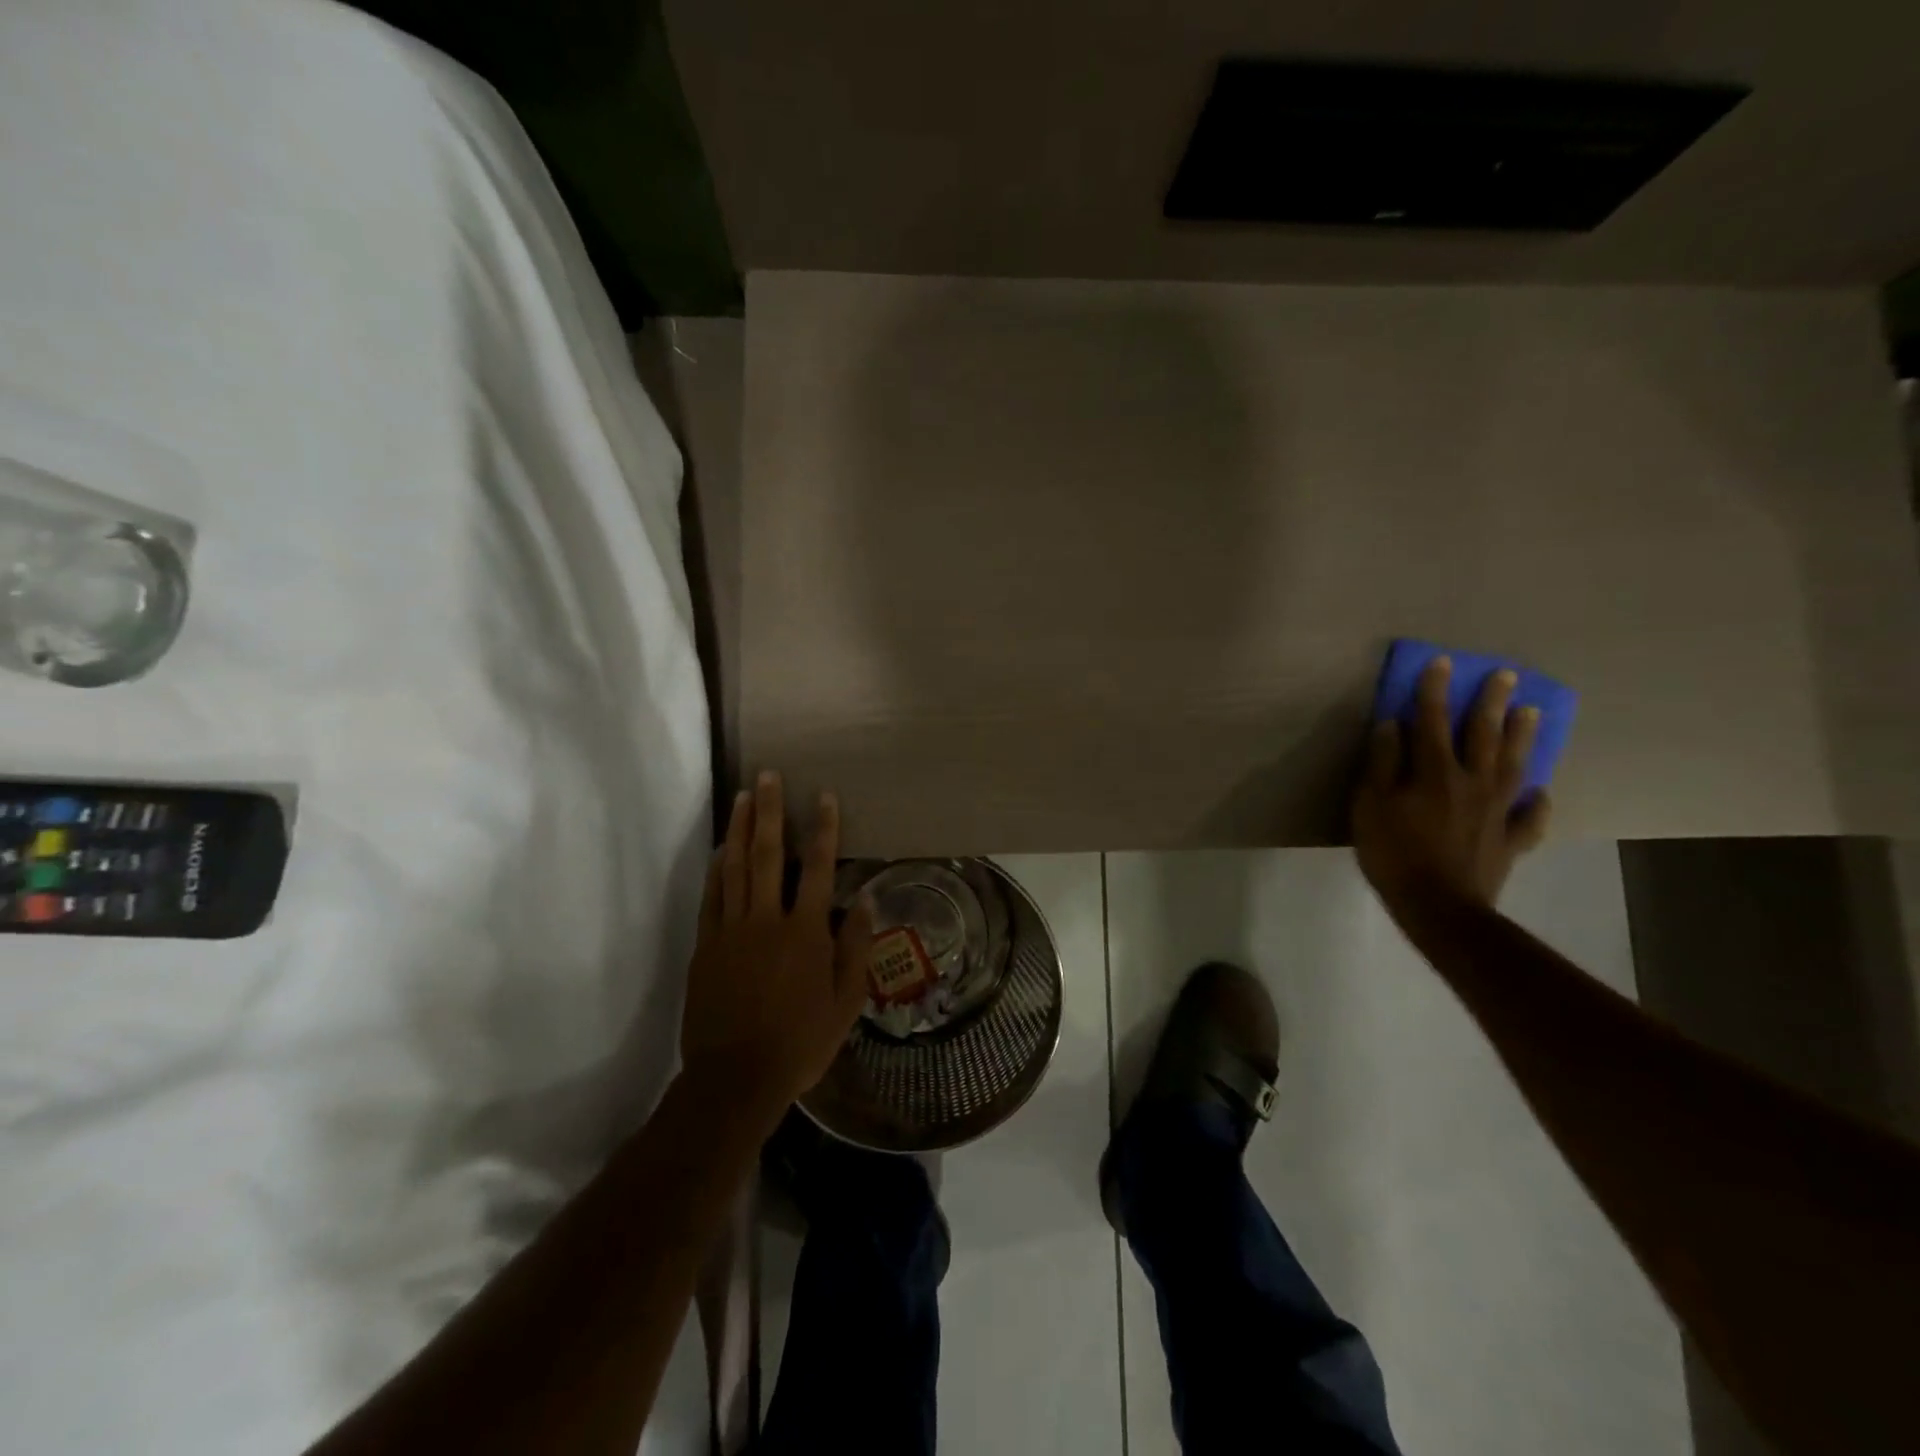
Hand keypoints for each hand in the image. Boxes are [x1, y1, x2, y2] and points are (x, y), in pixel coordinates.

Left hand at [681, 772, 874, 1125]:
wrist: (736, 1078)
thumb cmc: (801, 1042)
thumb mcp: (847, 1002)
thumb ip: (855, 947)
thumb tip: (864, 900)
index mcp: (806, 933)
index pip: (819, 868)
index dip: (824, 829)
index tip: (823, 796)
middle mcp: (768, 921)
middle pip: (770, 855)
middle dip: (771, 812)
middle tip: (767, 776)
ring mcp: (732, 931)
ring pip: (736, 868)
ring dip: (742, 829)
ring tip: (744, 796)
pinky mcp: (706, 946)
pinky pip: (712, 896)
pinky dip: (718, 868)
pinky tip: (723, 847)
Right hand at [1352, 656, 1550, 920]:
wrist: (1438, 906)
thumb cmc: (1393, 852)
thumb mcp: (1370, 804)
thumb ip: (1382, 763)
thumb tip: (1393, 725)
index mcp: (1435, 771)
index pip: (1433, 720)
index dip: (1435, 690)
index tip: (1442, 662)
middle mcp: (1472, 782)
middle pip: (1484, 735)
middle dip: (1492, 702)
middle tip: (1506, 675)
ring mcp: (1497, 811)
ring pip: (1514, 766)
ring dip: (1522, 737)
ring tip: (1532, 713)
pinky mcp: (1509, 840)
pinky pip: (1530, 817)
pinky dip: (1538, 803)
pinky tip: (1542, 793)